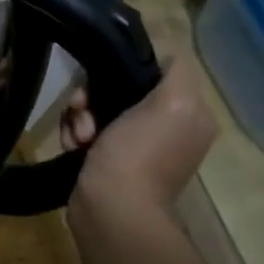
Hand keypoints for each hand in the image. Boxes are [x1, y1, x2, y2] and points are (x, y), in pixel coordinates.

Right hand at [61, 59, 215, 211]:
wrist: (111, 209)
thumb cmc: (139, 155)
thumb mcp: (171, 104)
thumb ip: (177, 72)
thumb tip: (167, 54)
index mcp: (190, 114)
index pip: (154, 72)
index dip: (125, 70)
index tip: (104, 81)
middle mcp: (167, 128)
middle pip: (120, 90)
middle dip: (94, 97)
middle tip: (83, 112)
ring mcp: (136, 146)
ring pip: (98, 109)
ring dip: (80, 117)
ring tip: (78, 137)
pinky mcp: (109, 159)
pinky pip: (87, 131)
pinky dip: (75, 135)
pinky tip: (74, 146)